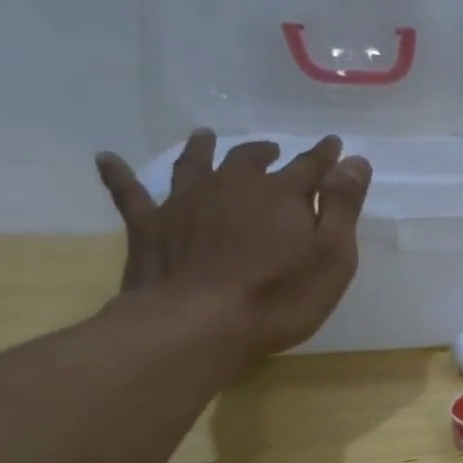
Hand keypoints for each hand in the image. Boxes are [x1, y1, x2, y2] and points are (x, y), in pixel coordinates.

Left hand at [93, 130, 371, 364]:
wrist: (197, 325)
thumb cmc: (280, 295)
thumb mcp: (332, 254)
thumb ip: (343, 205)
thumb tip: (354, 160)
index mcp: (282, 194)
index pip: (311, 166)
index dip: (325, 155)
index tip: (336, 144)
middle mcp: (233, 186)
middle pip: (250, 160)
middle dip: (266, 152)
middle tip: (273, 150)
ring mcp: (187, 203)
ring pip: (195, 165)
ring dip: (202, 149)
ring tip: (205, 137)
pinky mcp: (150, 227)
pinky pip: (130, 193)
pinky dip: (119, 175)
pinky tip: (107, 158)